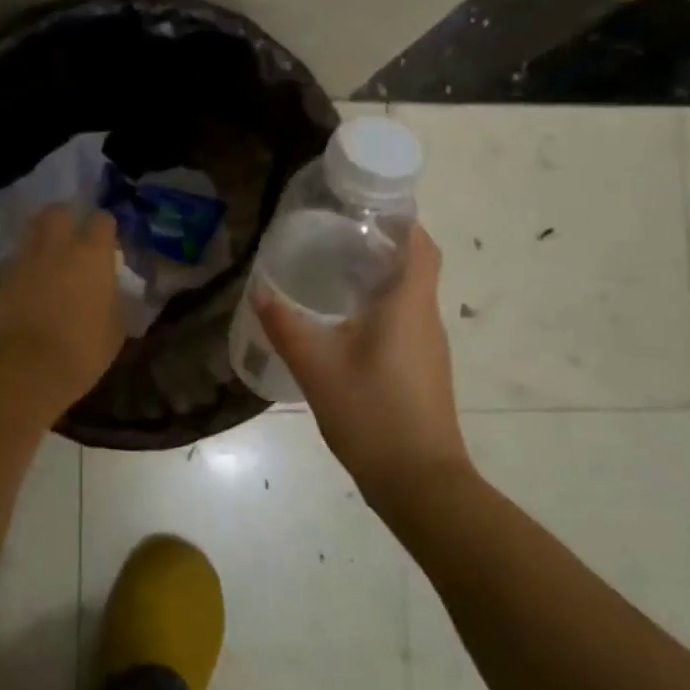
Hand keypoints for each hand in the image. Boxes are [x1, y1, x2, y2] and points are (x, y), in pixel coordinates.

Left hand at [0, 205, 124, 406]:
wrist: (28, 367)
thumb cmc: (83, 349)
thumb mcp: (116, 326)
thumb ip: (114, 298)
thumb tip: (110, 290)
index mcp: (92, 254)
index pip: (102, 220)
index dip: (106, 228)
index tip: (108, 242)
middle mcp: (58, 246)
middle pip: (59, 211)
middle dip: (68, 218)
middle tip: (74, 236)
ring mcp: (26, 259)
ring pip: (33, 229)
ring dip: (44, 235)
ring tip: (50, 254)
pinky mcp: (3, 277)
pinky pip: (18, 259)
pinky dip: (26, 264)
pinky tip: (31, 283)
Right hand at [254, 226, 472, 501]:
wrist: (420, 482)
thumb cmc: (371, 414)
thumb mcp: (316, 366)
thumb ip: (285, 325)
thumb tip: (260, 290)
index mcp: (408, 305)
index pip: (420, 244)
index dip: (401, 219)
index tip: (366, 207)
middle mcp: (426, 319)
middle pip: (414, 266)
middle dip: (381, 245)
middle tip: (334, 236)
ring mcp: (429, 348)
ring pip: (408, 296)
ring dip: (379, 278)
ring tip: (332, 272)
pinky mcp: (424, 372)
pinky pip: (404, 323)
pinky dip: (380, 309)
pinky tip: (344, 325)